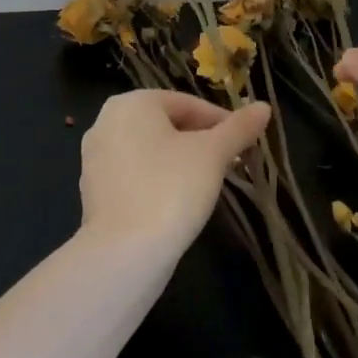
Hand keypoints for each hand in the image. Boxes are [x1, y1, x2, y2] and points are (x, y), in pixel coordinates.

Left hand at [78, 90, 271, 254]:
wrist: (124, 254)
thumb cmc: (171, 189)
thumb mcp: (213, 154)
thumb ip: (238, 128)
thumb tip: (264, 108)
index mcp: (132, 103)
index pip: (188, 104)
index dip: (222, 122)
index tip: (246, 143)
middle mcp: (106, 122)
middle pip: (167, 124)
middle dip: (201, 141)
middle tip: (231, 163)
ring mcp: (95, 158)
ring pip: (151, 150)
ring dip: (181, 161)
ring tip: (209, 183)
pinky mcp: (93, 191)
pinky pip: (135, 174)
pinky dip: (158, 180)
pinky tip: (178, 202)